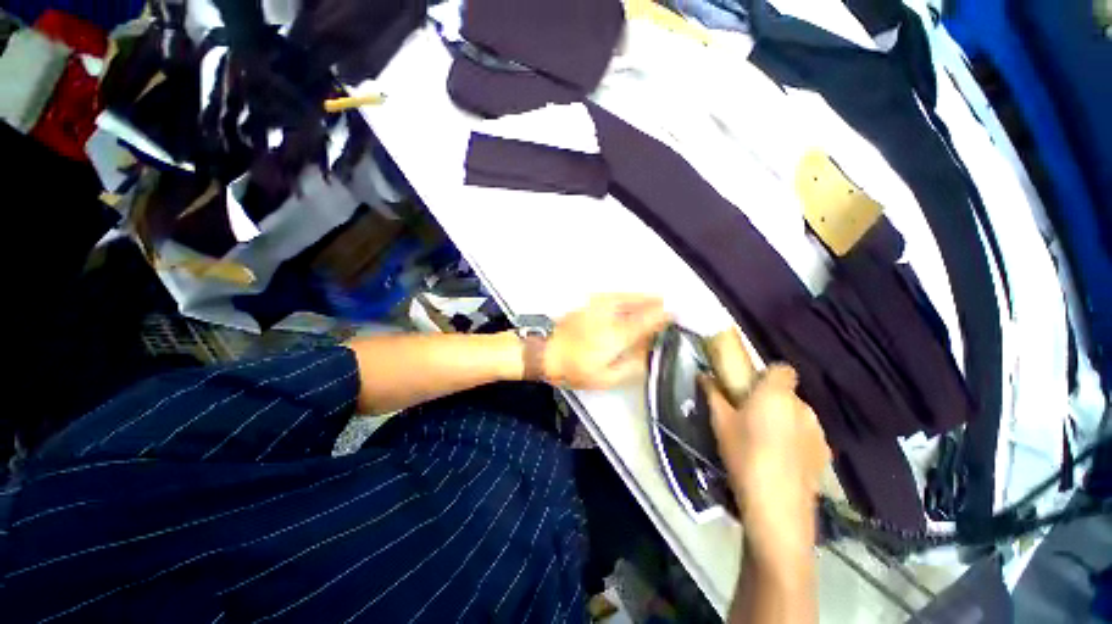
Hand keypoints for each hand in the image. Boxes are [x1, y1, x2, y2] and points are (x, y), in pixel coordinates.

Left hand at [545, 294, 671, 389]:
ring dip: (643, 297)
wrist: (546, 352)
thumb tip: (650, 355)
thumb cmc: (575, 369)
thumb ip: (631, 367)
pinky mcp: (588, 303)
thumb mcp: (605, 378)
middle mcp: (609, 314)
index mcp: (616, 334)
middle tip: (669, 304)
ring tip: (656, 299)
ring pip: (627, 295)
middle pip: (639, 302)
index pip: (647, 320)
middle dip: (656, 302)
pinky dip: (627, 296)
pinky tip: (630, 300)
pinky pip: (614, 295)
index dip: (664, 316)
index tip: (676, 314)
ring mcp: (597, 305)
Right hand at [703, 366, 829, 551]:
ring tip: (764, 442)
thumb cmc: (744, 454)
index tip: (750, 387)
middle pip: (788, 394)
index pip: (783, 369)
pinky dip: (795, 441)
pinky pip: (807, 437)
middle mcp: (803, 408)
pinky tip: (780, 461)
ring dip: (784, 421)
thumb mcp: (720, 422)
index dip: (768, 375)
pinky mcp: (825, 456)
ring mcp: (818, 433)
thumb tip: (703, 375)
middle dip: (771, 400)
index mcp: (777, 394)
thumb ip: (713, 394)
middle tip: (749, 417)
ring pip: (798, 416)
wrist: (777, 507)